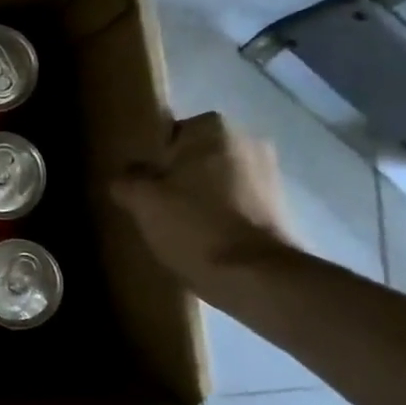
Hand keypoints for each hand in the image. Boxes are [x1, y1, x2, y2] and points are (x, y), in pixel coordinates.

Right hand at [109, 112, 296, 278]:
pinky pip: (236, 200)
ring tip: (179, 225)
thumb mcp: (142, 200)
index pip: (172, 132)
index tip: (143, 184)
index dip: (154, 158)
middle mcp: (247, 140)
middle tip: (156, 205)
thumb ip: (127, 179)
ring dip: (201, 195)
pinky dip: (221, 213)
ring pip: (217, 178)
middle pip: (196, 155)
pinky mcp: (279, 205)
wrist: (254, 275)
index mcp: (213, 129)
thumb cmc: (193, 225)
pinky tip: (204, 237)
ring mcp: (268, 173)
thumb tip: (126, 176)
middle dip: (179, 175)